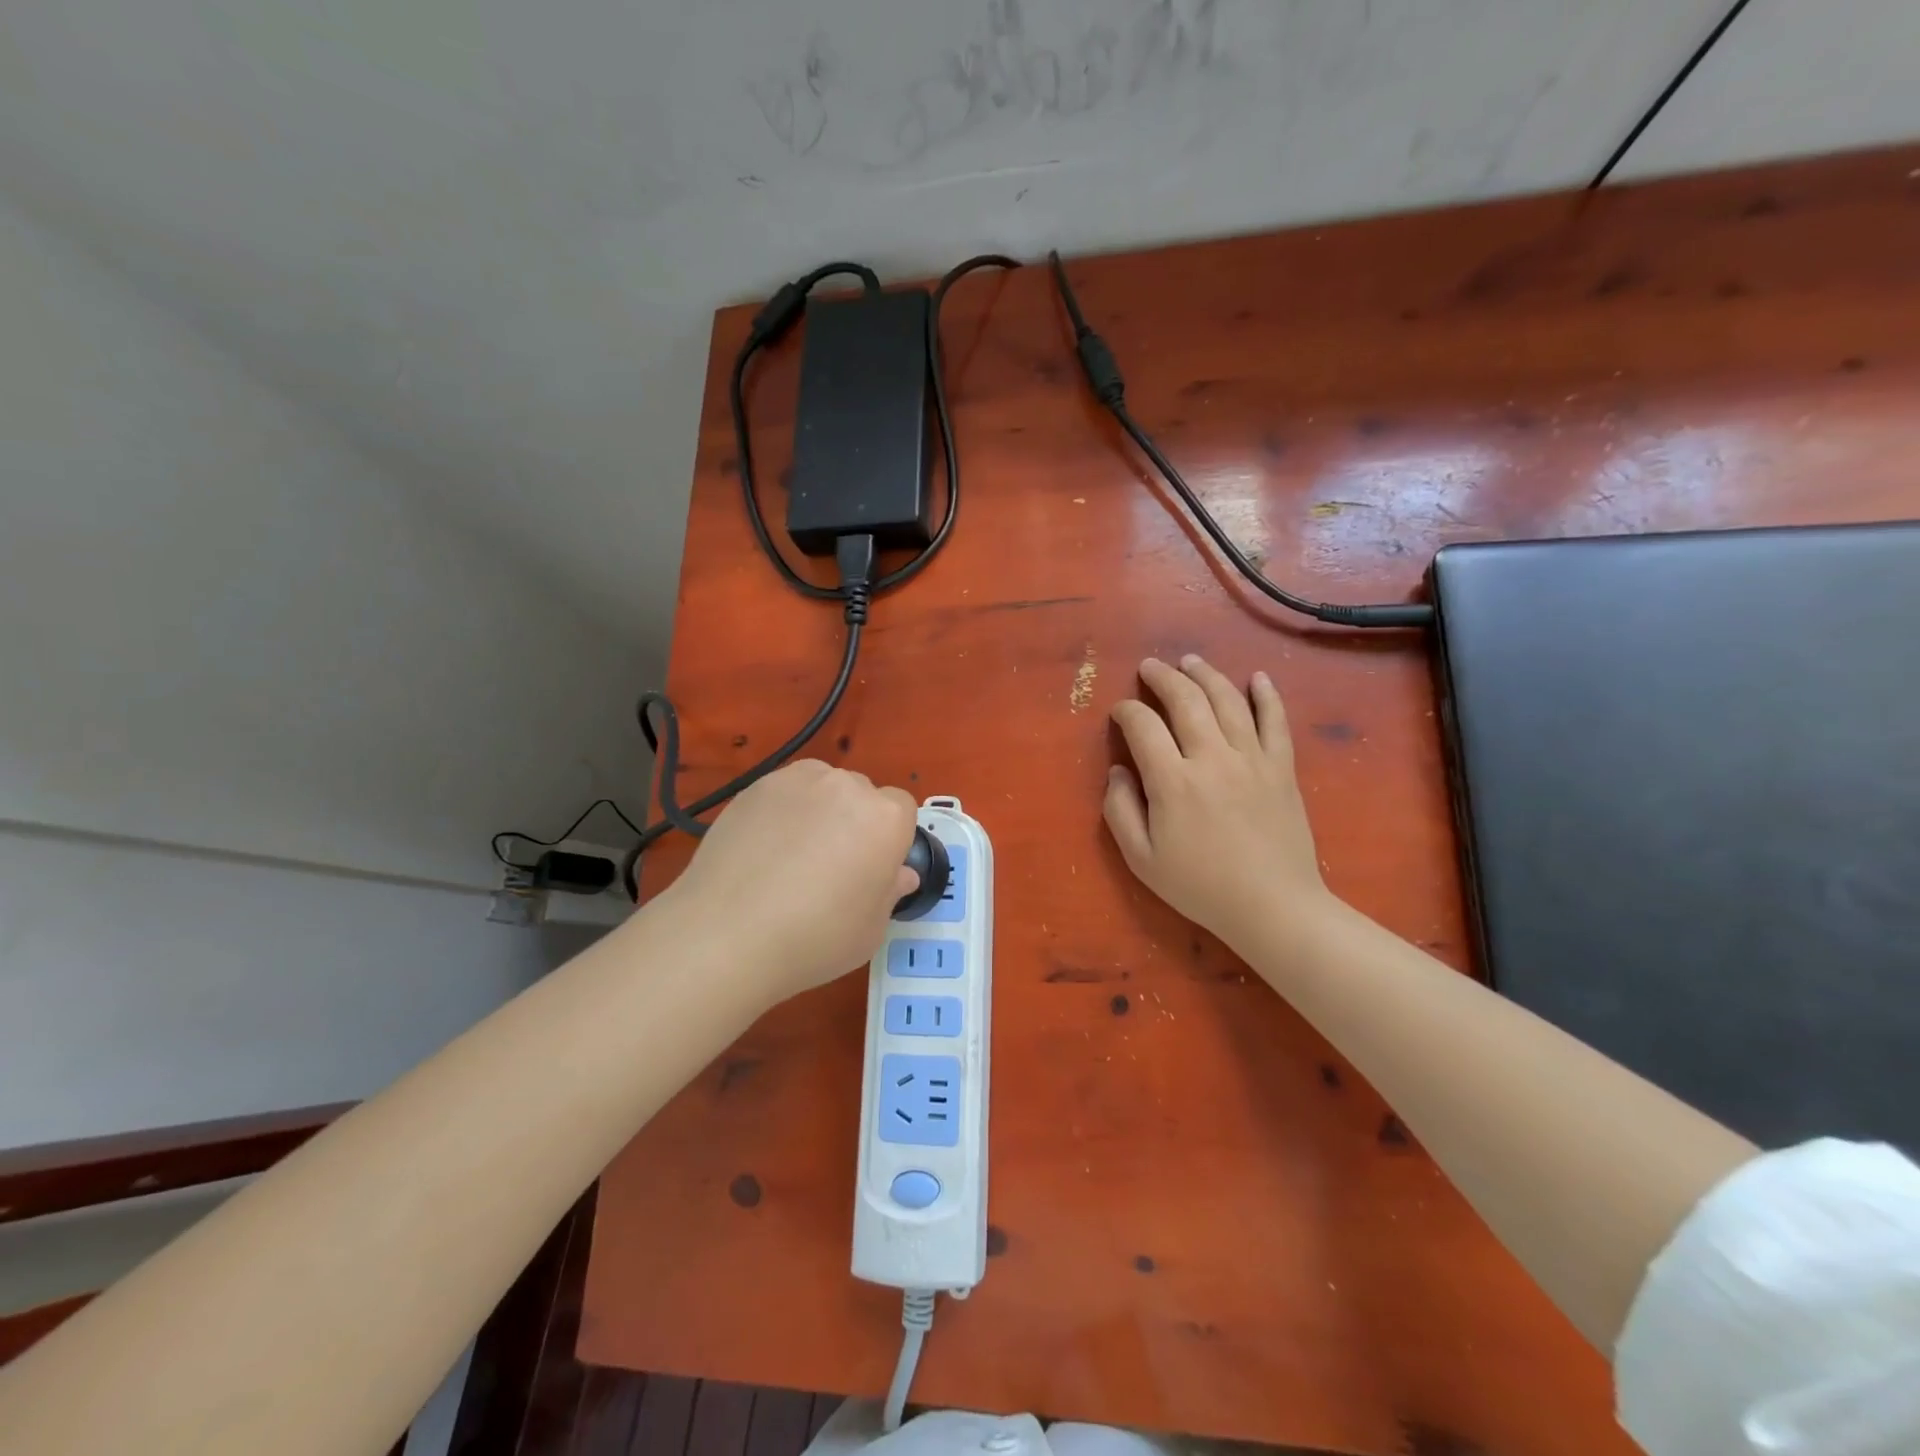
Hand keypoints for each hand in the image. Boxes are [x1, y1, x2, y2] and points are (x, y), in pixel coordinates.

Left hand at [663, 760, 919, 1005]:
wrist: (727, 934)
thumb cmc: (815, 938)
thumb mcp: (870, 930)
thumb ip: (890, 892)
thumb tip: (899, 874)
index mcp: (885, 818)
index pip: (902, 810)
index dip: (889, 839)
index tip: (871, 869)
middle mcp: (846, 787)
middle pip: (861, 794)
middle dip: (854, 821)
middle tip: (832, 865)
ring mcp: (797, 781)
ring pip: (822, 786)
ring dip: (819, 810)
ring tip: (793, 854)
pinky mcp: (755, 787)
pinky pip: (783, 793)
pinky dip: (781, 812)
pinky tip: (763, 850)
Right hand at [1105, 655, 1333, 948]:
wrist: (1273, 907)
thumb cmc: (1200, 887)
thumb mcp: (1141, 859)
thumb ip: (1120, 810)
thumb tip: (1118, 770)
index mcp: (1172, 781)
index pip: (1143, 726)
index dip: (1126, 712)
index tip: (1120, 712)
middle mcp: (1212, 758)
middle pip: (1185, 700)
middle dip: (1162, 677)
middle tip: (1150, 667)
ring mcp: (1252, 759)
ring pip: (1227, 700)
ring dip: (1205, 674)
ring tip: (1190, 661)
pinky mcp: (1282, 767)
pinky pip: (1275, 721)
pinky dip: (1266, 695)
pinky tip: (1257, 677)